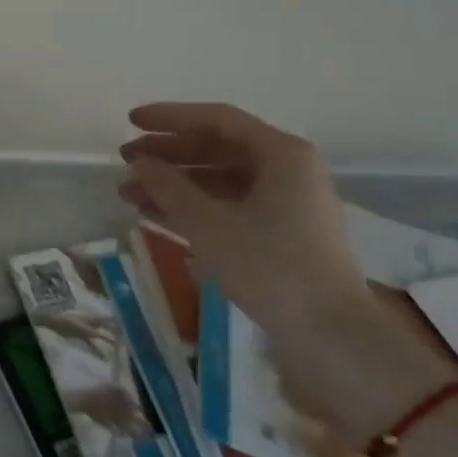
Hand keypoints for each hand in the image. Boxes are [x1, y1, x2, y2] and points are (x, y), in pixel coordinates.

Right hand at [119, 101, 370, 341]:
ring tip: (129, 196)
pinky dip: (193, 209)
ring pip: (219, 182)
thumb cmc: (271, 266)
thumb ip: (168, 185)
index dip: (169, 118)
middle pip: (217, 149)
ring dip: (173, 186)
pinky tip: (156, 218)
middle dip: (167, 155)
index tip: (131, 122)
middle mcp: (288, 171)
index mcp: (281, 154)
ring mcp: (287, 205)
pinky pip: (229, 208)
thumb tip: (140, 162)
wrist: (333, 338)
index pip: (217, 120)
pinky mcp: (281, 236)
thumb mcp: (208, 222)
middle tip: (125, 161)